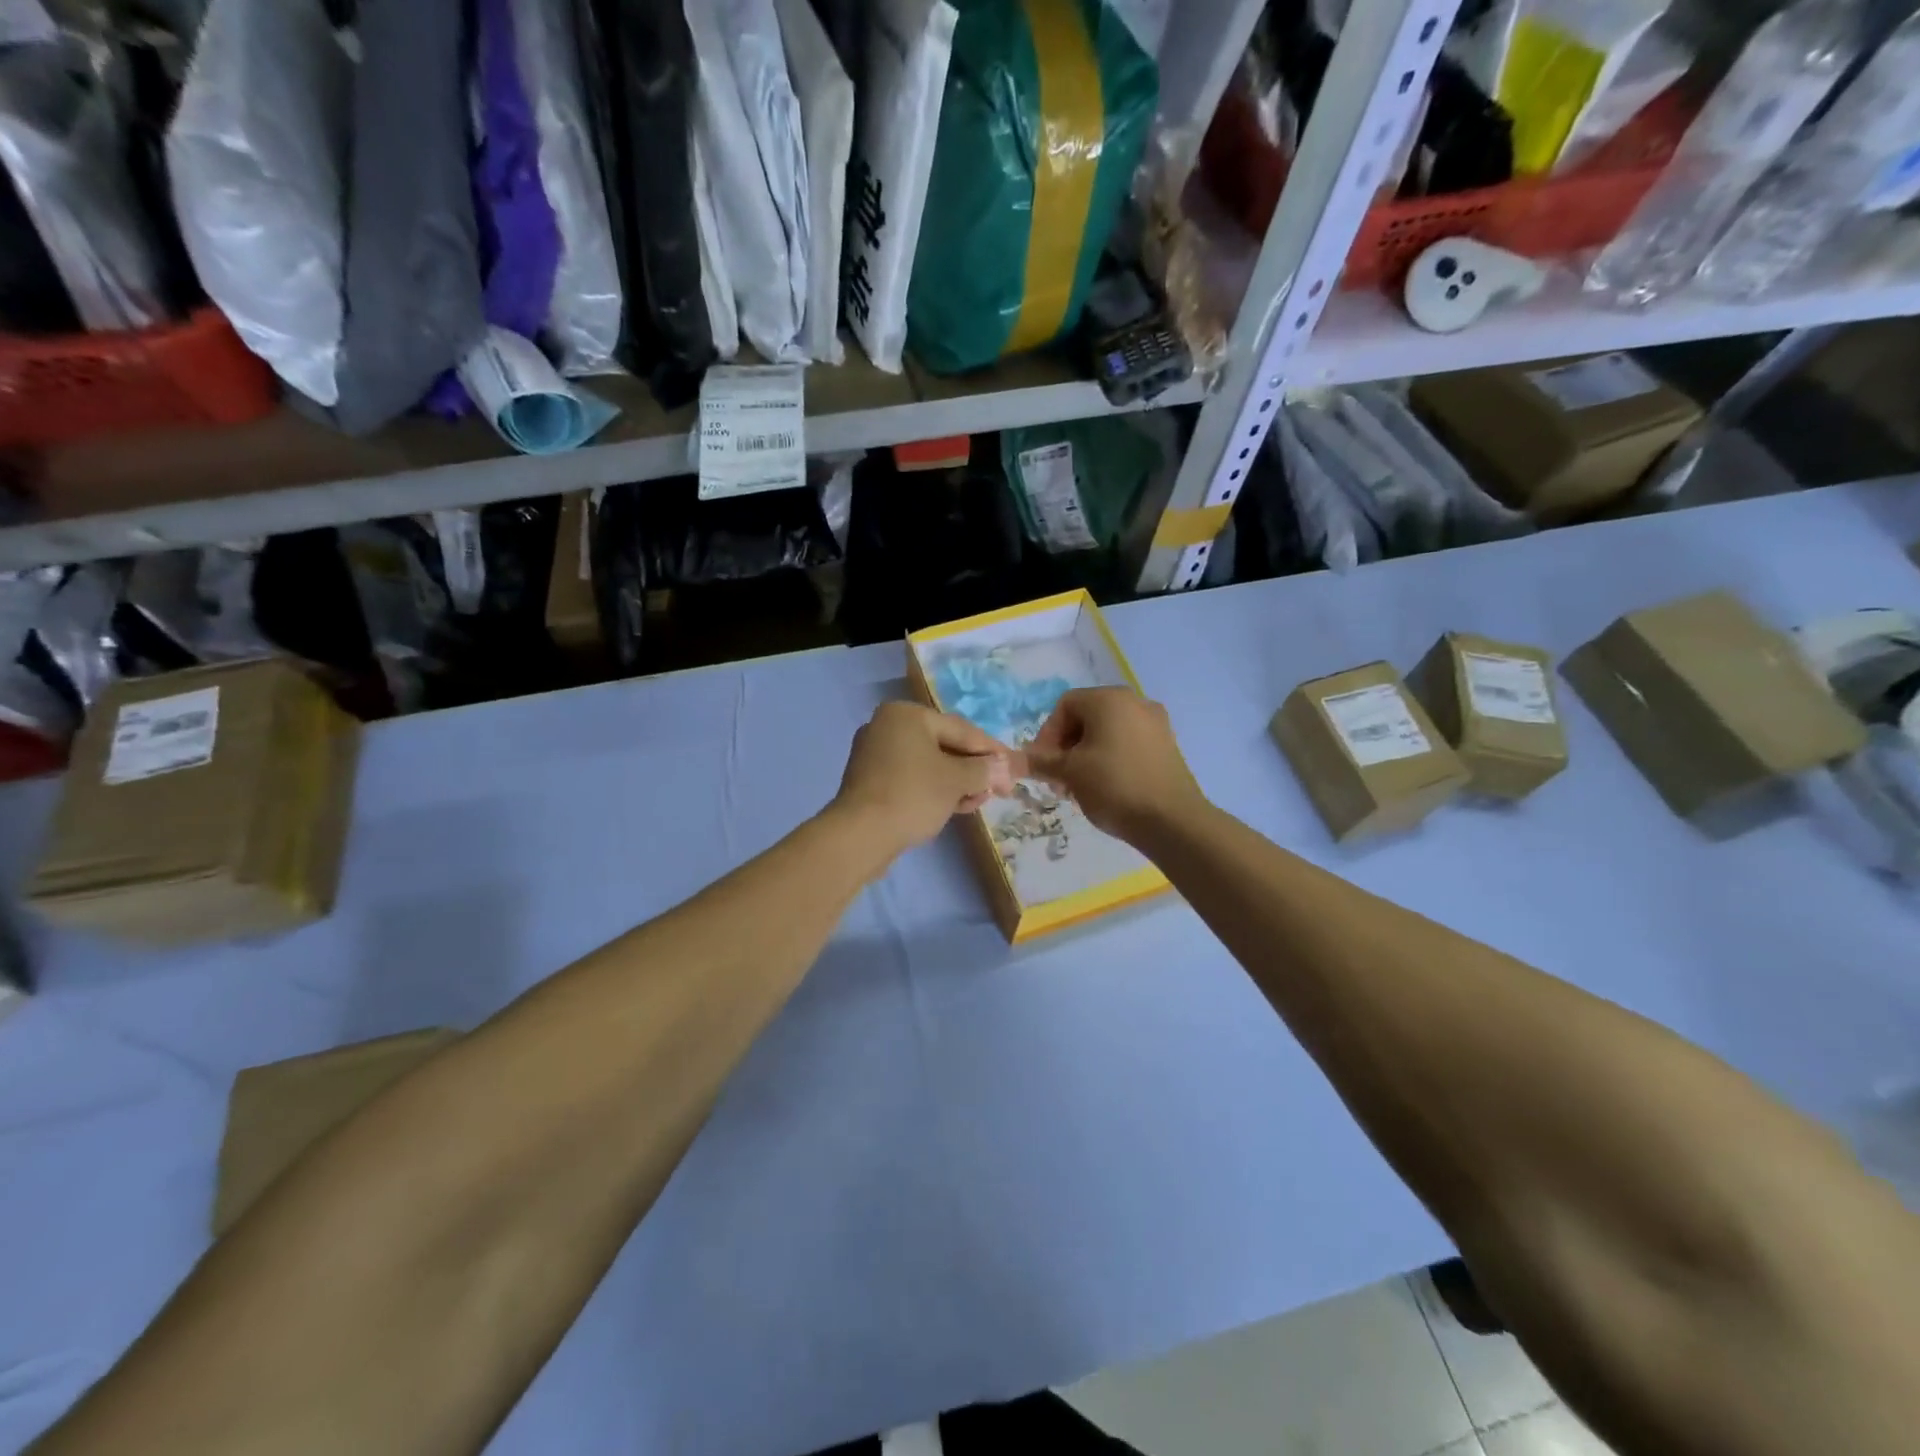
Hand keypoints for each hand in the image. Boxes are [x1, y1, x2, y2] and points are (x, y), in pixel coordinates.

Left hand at [832, 702, 1017, 861]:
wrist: (860, 835)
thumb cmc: (912, 795)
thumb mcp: (956, 780)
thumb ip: (983, 769)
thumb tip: (1004, 767)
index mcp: (906, 714)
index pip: (961, 729)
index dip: (991, 750)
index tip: (1013, 769)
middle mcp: (888, 727)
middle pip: (944, 745)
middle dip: (973, 769)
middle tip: (998, 790)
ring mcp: (875, 754)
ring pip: (928, 764)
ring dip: (957, 782)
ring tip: (978, 802)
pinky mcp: (871, 781)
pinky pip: (912, 778)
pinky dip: (934, 789)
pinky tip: (954, 807)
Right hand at [1026, 687, 1205, 841]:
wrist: (1172, 820)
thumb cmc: (1114, 786)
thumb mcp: (1069, 773)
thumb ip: (1040, 761)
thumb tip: (1013, 758)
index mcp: (1109, 699)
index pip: (1065, 705)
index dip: (1046, 735)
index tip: (1043, 766)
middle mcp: (1135, 702)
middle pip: (1086, 716)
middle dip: (1065, 747)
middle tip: (1058, 779)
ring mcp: (1155, 723)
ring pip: (1107, 732)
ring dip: (1085, 755)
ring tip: (1079, 787)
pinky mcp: (1167, 745)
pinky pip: (1128, 743)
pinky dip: (1110, 759)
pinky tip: (1105, 787)